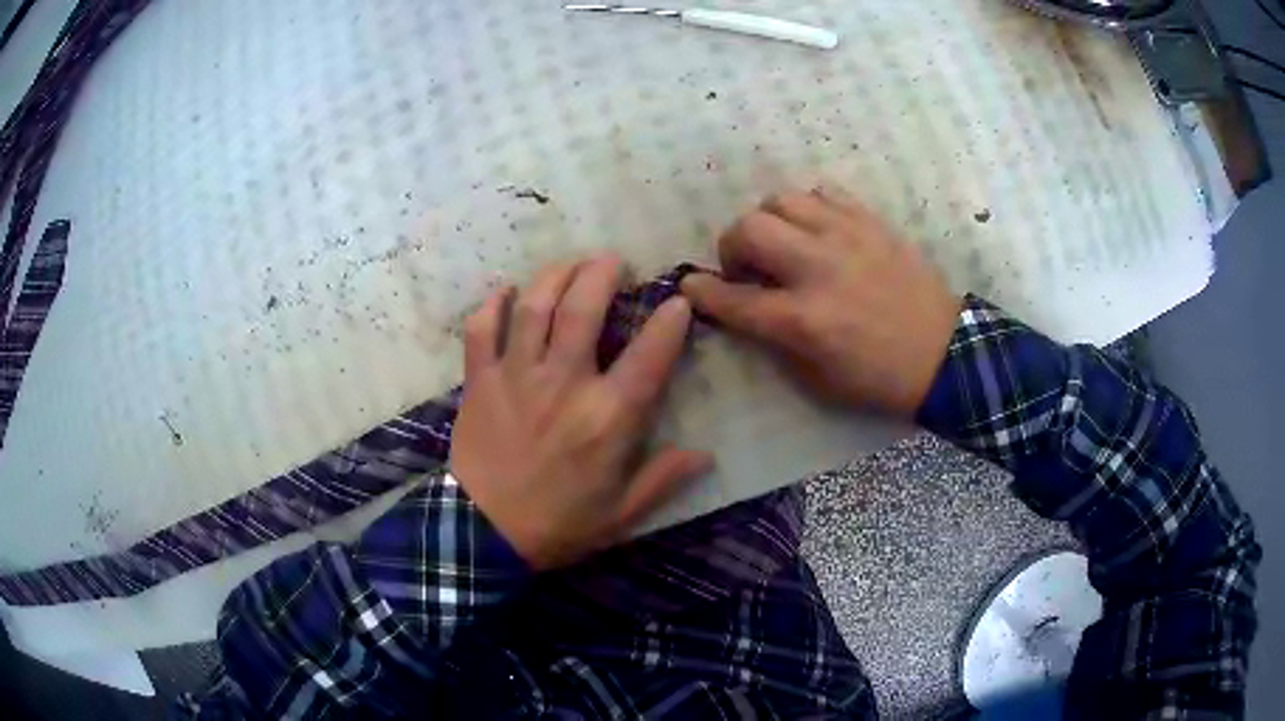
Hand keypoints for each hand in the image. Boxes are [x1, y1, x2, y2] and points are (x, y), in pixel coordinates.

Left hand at [449, 255, 712, 569]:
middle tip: (613, 260)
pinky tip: (506, 291)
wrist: (483, 534)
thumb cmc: (559, 524)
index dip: (669, 321)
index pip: (648, 355)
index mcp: (607, 417)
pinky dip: (491, 305)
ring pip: (534, 307)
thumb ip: (664, 478)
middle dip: (602, 273)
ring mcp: (516, 376)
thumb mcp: (622, 513)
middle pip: (583, 309)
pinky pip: (481, 330)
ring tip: (571, 263)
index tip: (678, 301)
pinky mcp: (480, 381)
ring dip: (555, 275)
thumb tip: (706, 454)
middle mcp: (563, 383)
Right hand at [681, 190, 961, 416]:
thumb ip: (774, 342)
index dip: (701, 292)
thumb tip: (746, 310)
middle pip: (748, 229)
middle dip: (731, 246)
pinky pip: (825, 192)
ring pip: (782, 199)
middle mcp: (818, 269)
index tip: (691, 286)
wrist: (943, 354)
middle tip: (746, 265)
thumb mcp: (816, 380)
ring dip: (769, 221)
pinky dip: (810, 207)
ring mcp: (847, 237)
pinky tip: (818, 229)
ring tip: (783, 242)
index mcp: (803, 320)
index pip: (732, 298)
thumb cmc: (878, 379)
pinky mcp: (871, 222)